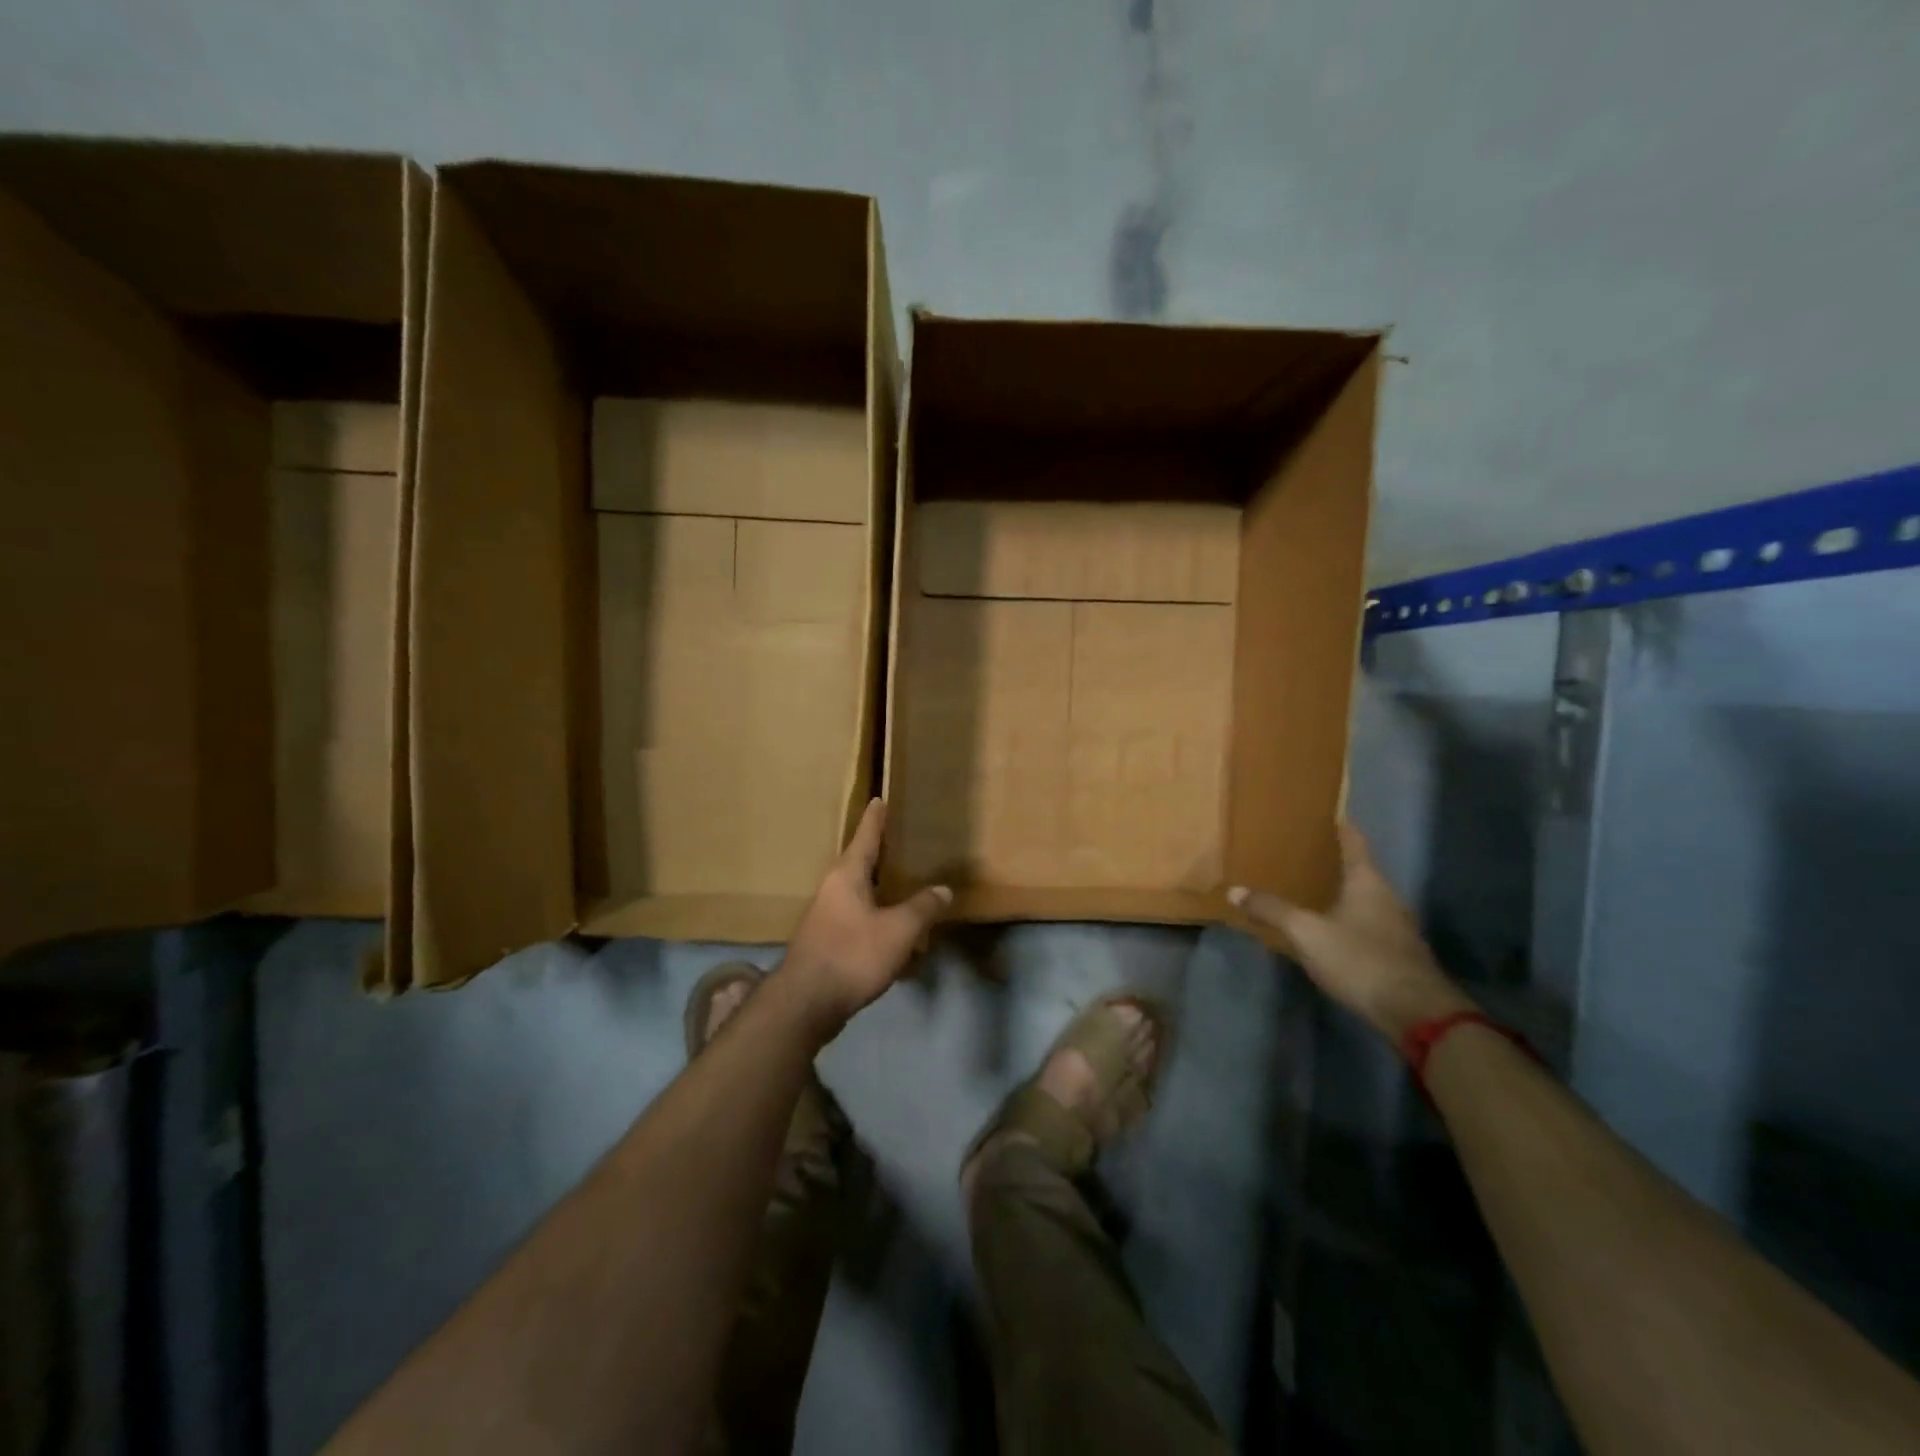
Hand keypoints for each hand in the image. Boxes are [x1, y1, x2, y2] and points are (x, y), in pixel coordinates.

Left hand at [780, 799, 950, 1036]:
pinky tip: (896, 934)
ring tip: (907, 889)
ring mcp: (826, 916)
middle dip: (881, 855)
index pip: (865, 835)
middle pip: (861, 863)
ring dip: (882, 892)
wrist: (806, 1003)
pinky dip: (878, 919)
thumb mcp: (899, 930)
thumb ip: (923, 907)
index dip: (876, 818)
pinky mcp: (826, 941)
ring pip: (860, 894)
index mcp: (847, 874)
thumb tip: (943, 889)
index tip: (880, 798)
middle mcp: (833, 888)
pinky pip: (858, 919)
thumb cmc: (852, 954)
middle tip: (903, 843)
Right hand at [1230, 823, 1473, 1045]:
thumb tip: (1234, 891)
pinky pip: (1367, 924)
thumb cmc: (1360, 959)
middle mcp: (1386, 896)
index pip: (1354, 841)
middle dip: (1332, 861)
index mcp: (1367, 881)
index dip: (1339, 826)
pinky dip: (1347, 918)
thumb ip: (1272, 910)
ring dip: (1339, 892)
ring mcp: (1396, 927)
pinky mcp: (1397, 953)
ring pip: (1364, 898)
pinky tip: (1328, 928)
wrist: (1416, 1013)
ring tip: (1309, 889)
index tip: (1324, 813)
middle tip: (1301, 852)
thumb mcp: (1307, 933)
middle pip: (1359, 869)